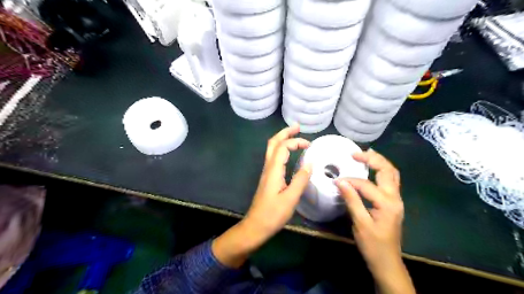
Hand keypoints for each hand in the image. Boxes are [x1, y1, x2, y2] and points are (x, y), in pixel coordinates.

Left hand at [245, 123, 311, 239]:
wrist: (256, 226)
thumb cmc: (273, 214)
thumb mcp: (290, 199)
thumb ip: (301, 180)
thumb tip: (310, 163)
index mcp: (273, 170)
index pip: (283, 147)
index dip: (296, 141)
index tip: (310, 145)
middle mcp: (268, 168)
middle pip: (273, 143)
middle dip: (284, 133)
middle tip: (297, 127)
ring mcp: (267, 172)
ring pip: (272, 149)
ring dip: (282, 139)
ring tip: (294, 135)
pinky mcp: (268, 178)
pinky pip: (274, 157)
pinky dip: (282, 149)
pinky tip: (289, 153)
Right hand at [336, 151, 412, 291]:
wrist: (387, 261)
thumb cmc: (373, 245)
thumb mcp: (360, 223)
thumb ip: (352, 200)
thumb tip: (340, 181)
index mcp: (387, 203)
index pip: (366, 185)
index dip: (350, 181)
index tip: (336, 181)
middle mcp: (395, 198)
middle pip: (388, 171)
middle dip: (373, 159)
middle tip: (356, 153)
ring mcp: (396, 200)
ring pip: (392, 174)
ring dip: (380, 162)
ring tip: (366, 155)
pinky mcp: (393, 203)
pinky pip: (389, 181)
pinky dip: (381, 171)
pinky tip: (371, 169)